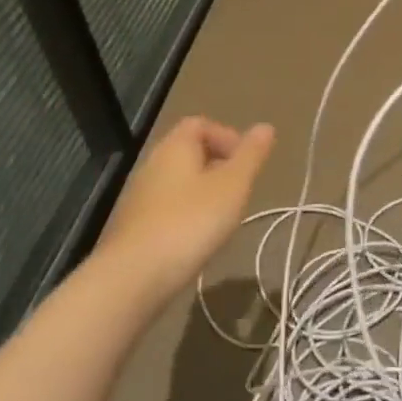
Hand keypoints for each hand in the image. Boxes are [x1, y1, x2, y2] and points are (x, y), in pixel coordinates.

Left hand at [95, 116, 275, 303]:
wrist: (135, 276)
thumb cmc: (191, 222)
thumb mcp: (233, 185)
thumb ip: (251, 155)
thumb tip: (266, 126)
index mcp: (176, 146)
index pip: (200, 124)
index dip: (227, 136)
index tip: (246, 163)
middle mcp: (153, 164)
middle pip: (189, 152)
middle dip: (219, 166)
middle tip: (240, 191)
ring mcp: (140, 195)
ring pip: (179, 181)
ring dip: (204, 192)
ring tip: (223, 217)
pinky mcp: (136, 225)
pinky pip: (168, 206)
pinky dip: (188, 214)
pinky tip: (198, 238)